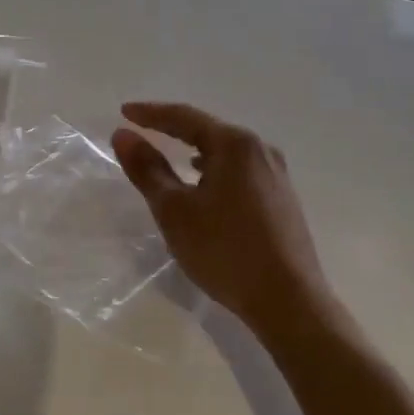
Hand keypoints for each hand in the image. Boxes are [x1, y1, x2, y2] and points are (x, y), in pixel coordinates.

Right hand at [111, 101, 329, 335]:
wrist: (289, 301)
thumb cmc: (225, 250)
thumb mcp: (175, 210)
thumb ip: (147, 169)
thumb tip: (124, 135)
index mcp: (235, 144)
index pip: (184, 117)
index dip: (150, 114)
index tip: (123, 112)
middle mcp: (260, 150)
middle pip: (208, 130)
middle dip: (173, 129)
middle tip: (142, 130)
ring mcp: (276, 174)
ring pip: (226, 152)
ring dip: (195, 150)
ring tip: (171, 157)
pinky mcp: (282, 198)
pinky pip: (240, 170)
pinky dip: (215, 169)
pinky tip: (206, 187)